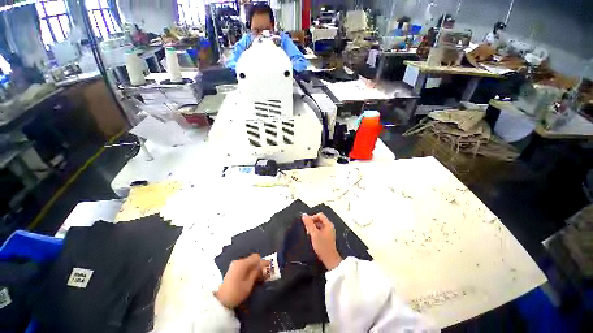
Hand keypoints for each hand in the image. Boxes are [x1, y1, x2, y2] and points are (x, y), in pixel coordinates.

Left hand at [215, 254, 269, 308]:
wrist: (220, 301)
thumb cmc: (236, 293)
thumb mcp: (249, 284)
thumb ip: (256, 272)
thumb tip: (262, 265)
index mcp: (243, 263)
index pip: (257, 258)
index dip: (264, 262)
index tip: (270, 266)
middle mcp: (239, 261)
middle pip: (253, 258)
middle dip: (259, 264)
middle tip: (265, 272)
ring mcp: (235, 264)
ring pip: (249, 262)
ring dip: (254, 267)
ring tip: (259, 276)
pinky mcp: (233, 269)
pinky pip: (244, 265)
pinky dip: (249, 269)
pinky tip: (252, 276)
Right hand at [302, 213, 342, 269]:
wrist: (329, 259)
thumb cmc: (322, 245)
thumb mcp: (314, 234)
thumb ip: (309, 224)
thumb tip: (304, 214)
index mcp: (328, 224)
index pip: (319, 215)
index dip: (312, 217)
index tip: (307, 223)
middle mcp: (329, 226)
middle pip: (319, 220)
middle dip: (312, 223)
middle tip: (307, 229)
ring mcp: (328, 232)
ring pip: (319, 225)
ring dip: (313, 228)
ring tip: (308, 233)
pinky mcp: (326, 237)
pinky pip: (320, 230)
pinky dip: (315, 232)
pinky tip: (311, 237)